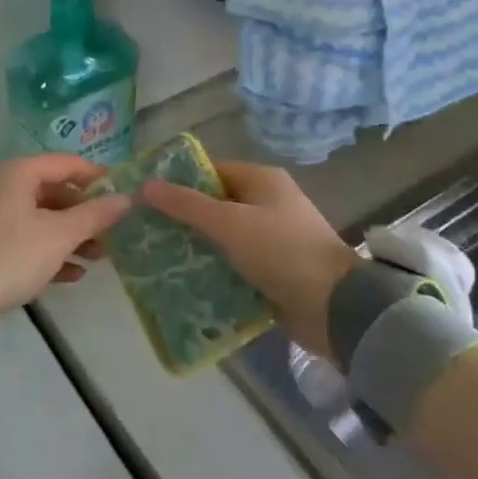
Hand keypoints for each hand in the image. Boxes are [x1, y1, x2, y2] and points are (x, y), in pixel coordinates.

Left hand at [0, 155, 132, 329]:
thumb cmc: (12, 254)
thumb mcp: (59, 235)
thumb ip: (95, 215)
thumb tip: (126, 198)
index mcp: (18, 173)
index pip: (66, 163)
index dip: (96, 176)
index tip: (123, 192)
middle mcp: (3, 186)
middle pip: (54, 192)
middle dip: (85, 214)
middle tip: (112, 233)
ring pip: (42, 218)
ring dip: (72, 236)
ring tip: (99, 257)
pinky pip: (27, 239)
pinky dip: (51, 252)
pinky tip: (75, 274)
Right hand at [142, 160, 356, 361]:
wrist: (333, 307)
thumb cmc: (280, 251)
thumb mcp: (229, 223)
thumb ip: (186, 205)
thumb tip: (146, 185)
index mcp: (262, 181)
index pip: (211, 171)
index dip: (178, 181)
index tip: (144, 197)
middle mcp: (267, 204)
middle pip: (214, 205)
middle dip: (182, 218)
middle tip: (144, 231)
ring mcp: (271, 239)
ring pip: (222, 237)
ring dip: (195, 247)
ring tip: (155, 258)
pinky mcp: (271, 271)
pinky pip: (233, 264)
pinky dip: (212, 270)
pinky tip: (183, 280)